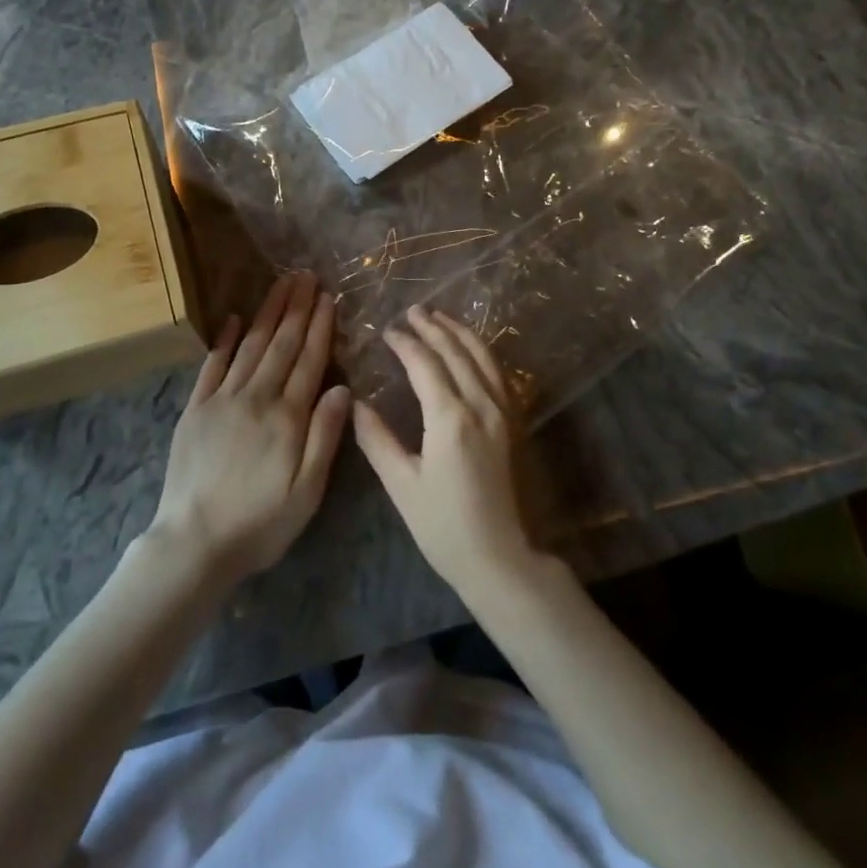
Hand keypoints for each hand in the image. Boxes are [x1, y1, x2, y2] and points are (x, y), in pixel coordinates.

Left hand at [148, 272, 351, 583]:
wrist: (194, 542)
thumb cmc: (260, 523)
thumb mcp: (307, 492)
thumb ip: (325, 437)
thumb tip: (341, 388)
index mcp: (287, 416)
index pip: (308, 360)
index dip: (319, 326)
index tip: (327, 296)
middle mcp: (256, 397)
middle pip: (281, 343)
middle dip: (296, 307)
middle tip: (305, 274)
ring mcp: (222, 399)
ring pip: (250, 345)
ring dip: (267, 312)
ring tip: (280, 284)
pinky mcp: (195, 409)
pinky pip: (212, 365)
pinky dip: (225, 339)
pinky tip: (234, 318)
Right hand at [354, 306, 540, 598]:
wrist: (500, 556)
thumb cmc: (443, 525)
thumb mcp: (401, 484)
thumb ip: (376, 439)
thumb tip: (355, 403)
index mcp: (450, 418)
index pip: (425, 363)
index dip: (405, 343)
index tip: (387, 331)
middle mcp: (480, 405)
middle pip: (456, 352)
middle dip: (433, 327)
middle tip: (412, 311)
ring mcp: (502, 411)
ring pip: (482, 357)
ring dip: (460, 333)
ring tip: (440, 317)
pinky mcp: (512, 422)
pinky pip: (498, 373)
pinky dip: (481, 351)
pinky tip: (471, 348)